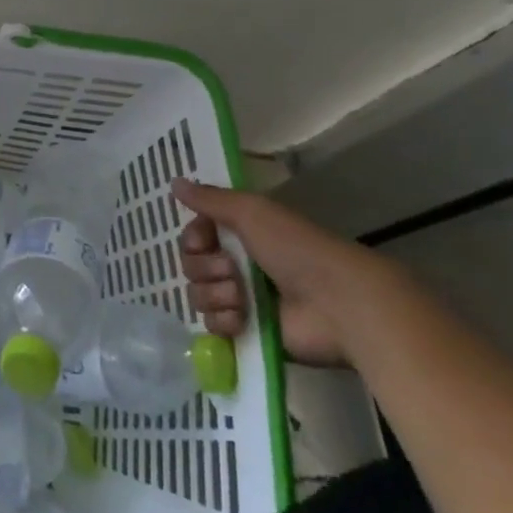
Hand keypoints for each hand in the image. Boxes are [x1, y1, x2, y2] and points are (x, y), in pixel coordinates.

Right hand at [175, 178, 375, 367]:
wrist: (338, 304)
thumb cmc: (296, 249)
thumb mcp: (251, 212)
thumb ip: (210, 199)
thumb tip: (174, 181)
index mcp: (240, 235)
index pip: (193, 235)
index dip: (192, 238)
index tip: (203, 241)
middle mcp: (238, 265)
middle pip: (191, 265)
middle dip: (205, 268)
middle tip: (232, 271)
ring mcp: (242, 300)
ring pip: (198, 294)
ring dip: (216, 294)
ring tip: (242, 298)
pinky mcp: (248, 332)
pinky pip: (211, 325)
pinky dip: (223, 321)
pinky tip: (242, 319)